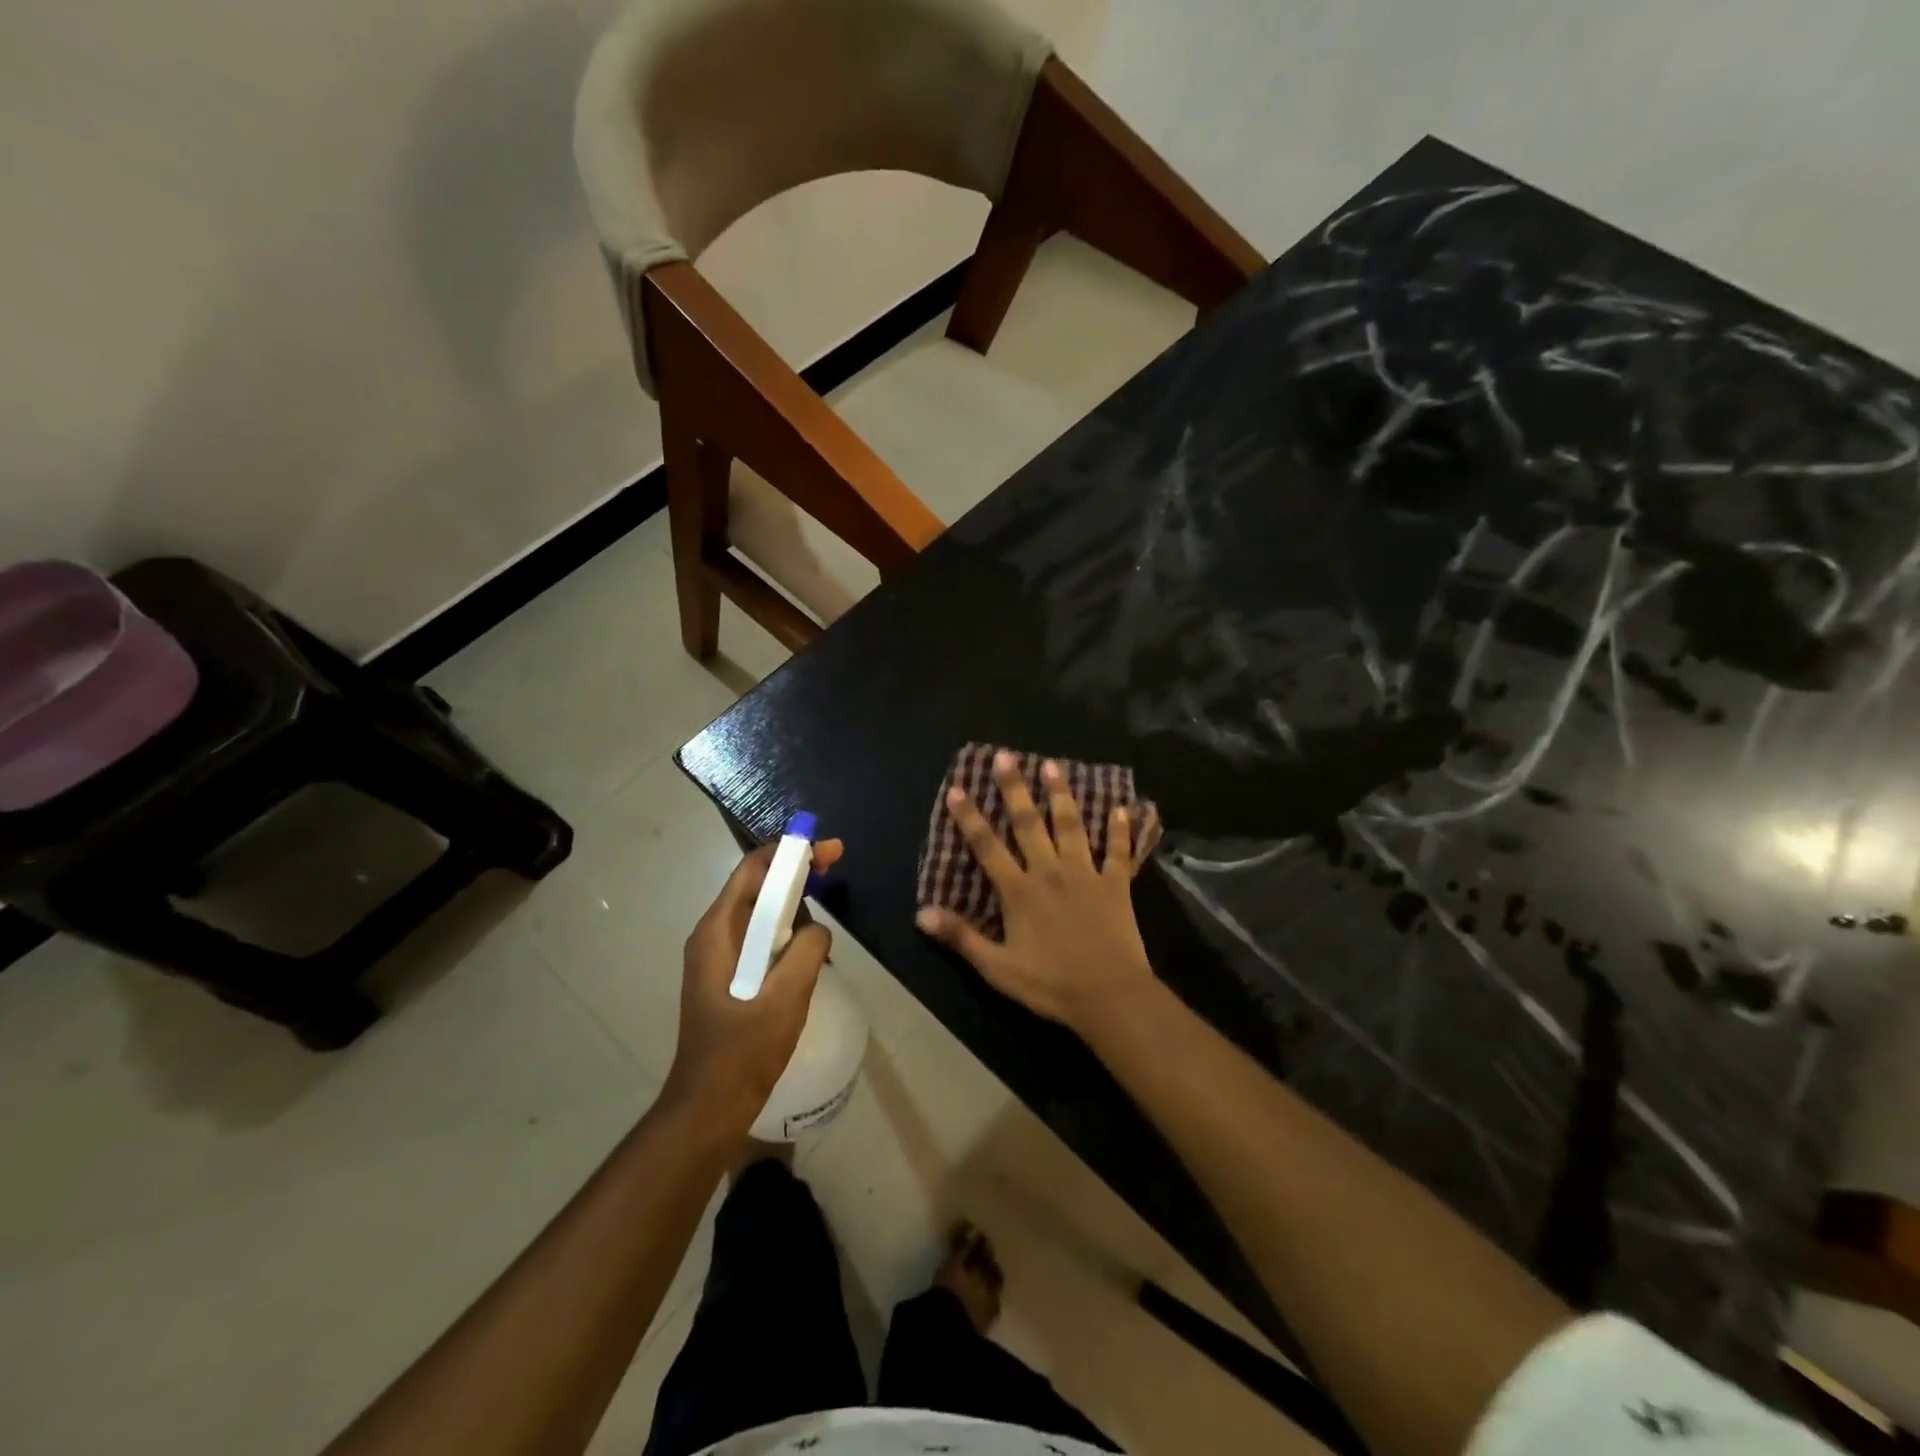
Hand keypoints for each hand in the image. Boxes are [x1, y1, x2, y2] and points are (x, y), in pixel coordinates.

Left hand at [665, 839, 842, 1130]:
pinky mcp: (728, 976)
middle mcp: (713, 935)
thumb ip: (808, 950)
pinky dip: (786, 933)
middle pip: (757, 886)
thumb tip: (818, 928)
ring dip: (793, 906)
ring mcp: (718, 957)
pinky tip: (808, 952)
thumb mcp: (786, 997)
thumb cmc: (744, 1051)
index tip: (827, 849)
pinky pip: (760, 939)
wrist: (710, 1106)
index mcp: (717, 932)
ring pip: (760, 913)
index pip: (753, 870)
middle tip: (834, 867)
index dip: (791, 851)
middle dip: (796, 873)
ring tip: (823, 917)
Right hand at [916, 752, 1156, 1035]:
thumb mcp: (997, 968)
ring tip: (1053, 765)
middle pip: (1028, 823)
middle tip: (1006, 756)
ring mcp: (1086, 874)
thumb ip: (961, 937)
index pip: (987, 846)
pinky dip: (1120, 830)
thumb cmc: (1050, 984)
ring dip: (1061, 794)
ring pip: (1071, 826)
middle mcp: (1050, 871)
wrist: (1110, 995)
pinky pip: (1118, 852)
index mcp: (1019, 891)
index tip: (957, 787)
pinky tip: (1121, 807)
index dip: (970, 817)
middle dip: (1014, 788)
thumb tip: (921, 913)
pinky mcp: (1116, 885)